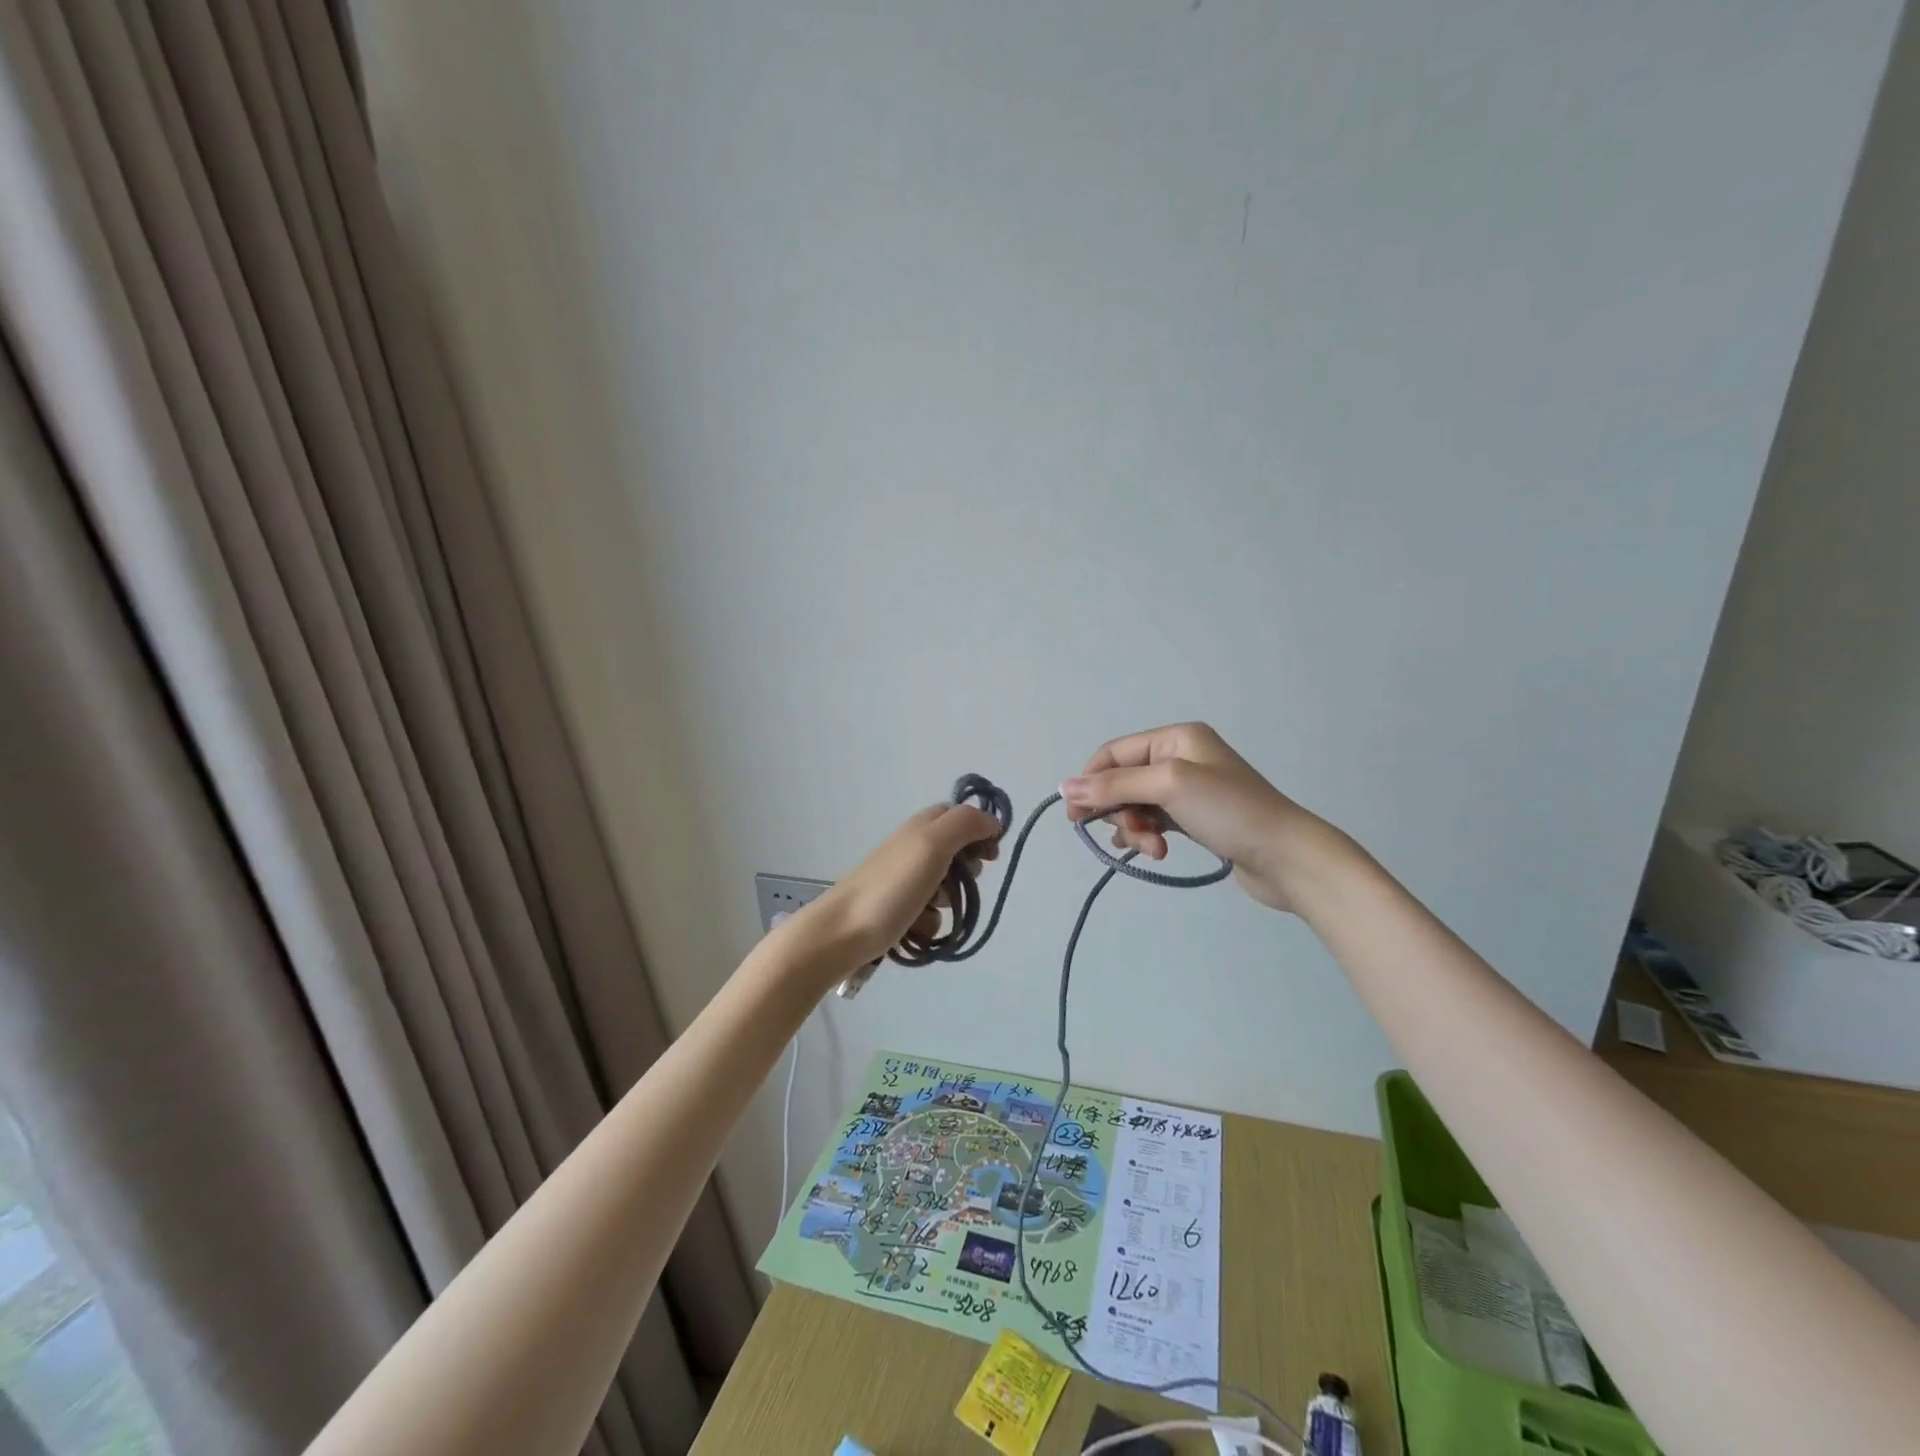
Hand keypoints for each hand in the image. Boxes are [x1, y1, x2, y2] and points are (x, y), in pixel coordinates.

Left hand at [808, 804, 1003, 966]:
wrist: (842, 933)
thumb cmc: (890, 887)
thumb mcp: (931, 844)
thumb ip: (965, 824)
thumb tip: (992, 821)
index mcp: (921, 826)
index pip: (959, 815)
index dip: (980, 830)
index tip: (992, 856)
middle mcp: (912, 849)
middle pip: (956, 853)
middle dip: (967, 871)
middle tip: (960, 882)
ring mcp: (903, 881)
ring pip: (945, 887)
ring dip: (948, 900)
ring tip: (930, 909)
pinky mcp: (897, 910)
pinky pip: (929, 914)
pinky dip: (929, 922)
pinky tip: (916, 929)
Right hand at [1061, 722, 1343, 912]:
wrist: (1288, 857)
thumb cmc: (1229, 810)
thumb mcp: (1168, 786)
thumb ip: (1115, 785)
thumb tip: (1064, 786)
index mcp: (1175, 738)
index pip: (1114, 753)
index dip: (1090, 781)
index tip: (1074, 816)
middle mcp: (1180, 757)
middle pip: (1123, 781)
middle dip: (1119, 810)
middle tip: (1131, 835)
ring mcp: (1189, 789)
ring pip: (1136, 805)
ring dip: (1136, 828)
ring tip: (1154, 849)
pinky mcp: (1195, 818)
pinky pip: (1154, 821)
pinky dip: (1148, 835)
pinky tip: (1157, 851)